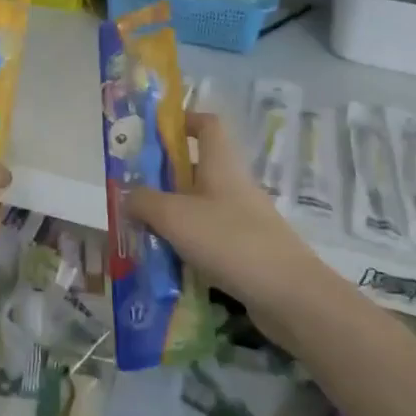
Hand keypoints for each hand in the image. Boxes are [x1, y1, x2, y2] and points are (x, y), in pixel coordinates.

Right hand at [126, 111, 321, 313]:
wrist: (288, 294)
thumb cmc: (229, 240)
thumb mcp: (174, 216)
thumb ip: (143, 201)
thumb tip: (127, 196)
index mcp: (221, 165)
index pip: (208, 125)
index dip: (184, 121)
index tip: (155, 133)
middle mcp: (235, 186)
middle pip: (198, 169)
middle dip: (165, 178)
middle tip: (133, 193)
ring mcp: (244, 220)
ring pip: (201, 207)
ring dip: (173, 216)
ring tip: (142, 233)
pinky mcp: (248, 251)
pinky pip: (211, 239)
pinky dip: (188, 246)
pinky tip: (168, 264)